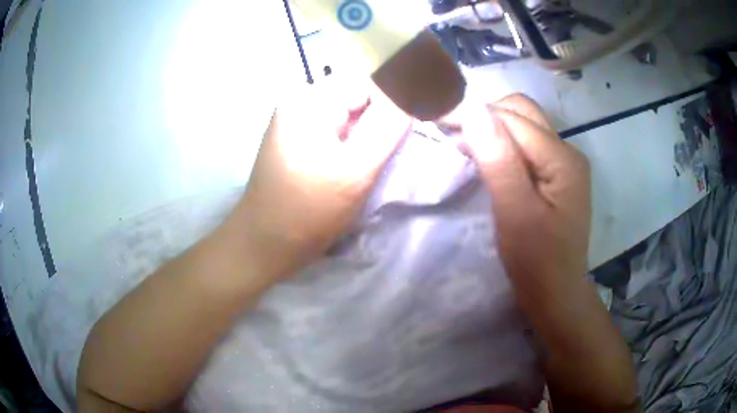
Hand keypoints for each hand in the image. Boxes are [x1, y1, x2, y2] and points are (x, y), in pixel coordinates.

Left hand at [235, 82, 411, 280]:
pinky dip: (353, 147)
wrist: (265, 245)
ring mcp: (297, 123)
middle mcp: (300, 102)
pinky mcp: (299, 143)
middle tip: (387, 157)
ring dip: (368, 138)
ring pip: (350, 118)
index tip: (408, 134)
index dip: (395, 105)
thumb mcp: (356, 168)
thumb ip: (388, 125)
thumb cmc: (308, 210)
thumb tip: (413, 90)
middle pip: (358, 100)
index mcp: (309, 99)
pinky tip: (355, 169)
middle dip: (380, 124)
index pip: (369, 84)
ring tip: (370, 167)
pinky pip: (337, 134)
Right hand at [458, 94, 591, 291]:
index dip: (476, 115)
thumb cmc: (536, 262)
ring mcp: (563, 163)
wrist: (556, 294)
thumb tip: (472, 109)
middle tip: (455, 137)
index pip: (514, 118)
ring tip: (466, 148)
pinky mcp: (556, 175)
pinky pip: (526, 145)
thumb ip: (498, 159)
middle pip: (522, 112)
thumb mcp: (515, 212)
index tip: (439, 121)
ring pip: (523, 125)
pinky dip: (502, 145)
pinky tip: (487, 160)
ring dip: (493, 129)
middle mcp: (567, 152)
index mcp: (563, 159)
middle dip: (486, 116)